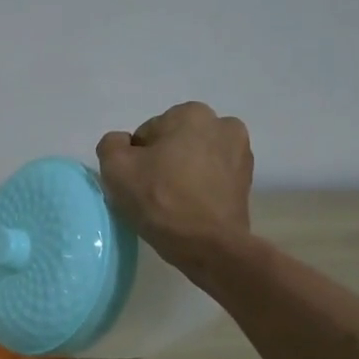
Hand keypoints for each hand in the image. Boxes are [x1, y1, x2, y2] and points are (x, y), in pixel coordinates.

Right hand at [97, 101, 253, 270]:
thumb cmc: (160, 200)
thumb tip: (123, 144)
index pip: (148, 134)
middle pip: (174, 143)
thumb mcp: (116, 168)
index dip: (136, 160)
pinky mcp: (247, 179)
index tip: (138, 183)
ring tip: (173, 202)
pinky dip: (201, 186)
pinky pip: (212, 176)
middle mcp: (222, 124)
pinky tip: (191, 207)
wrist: (208, 245)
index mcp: (191, 113)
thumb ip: (111, 145)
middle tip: (153, 194)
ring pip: (195, 159)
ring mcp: (241, 152)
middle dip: (162, 162)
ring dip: (183, 173)